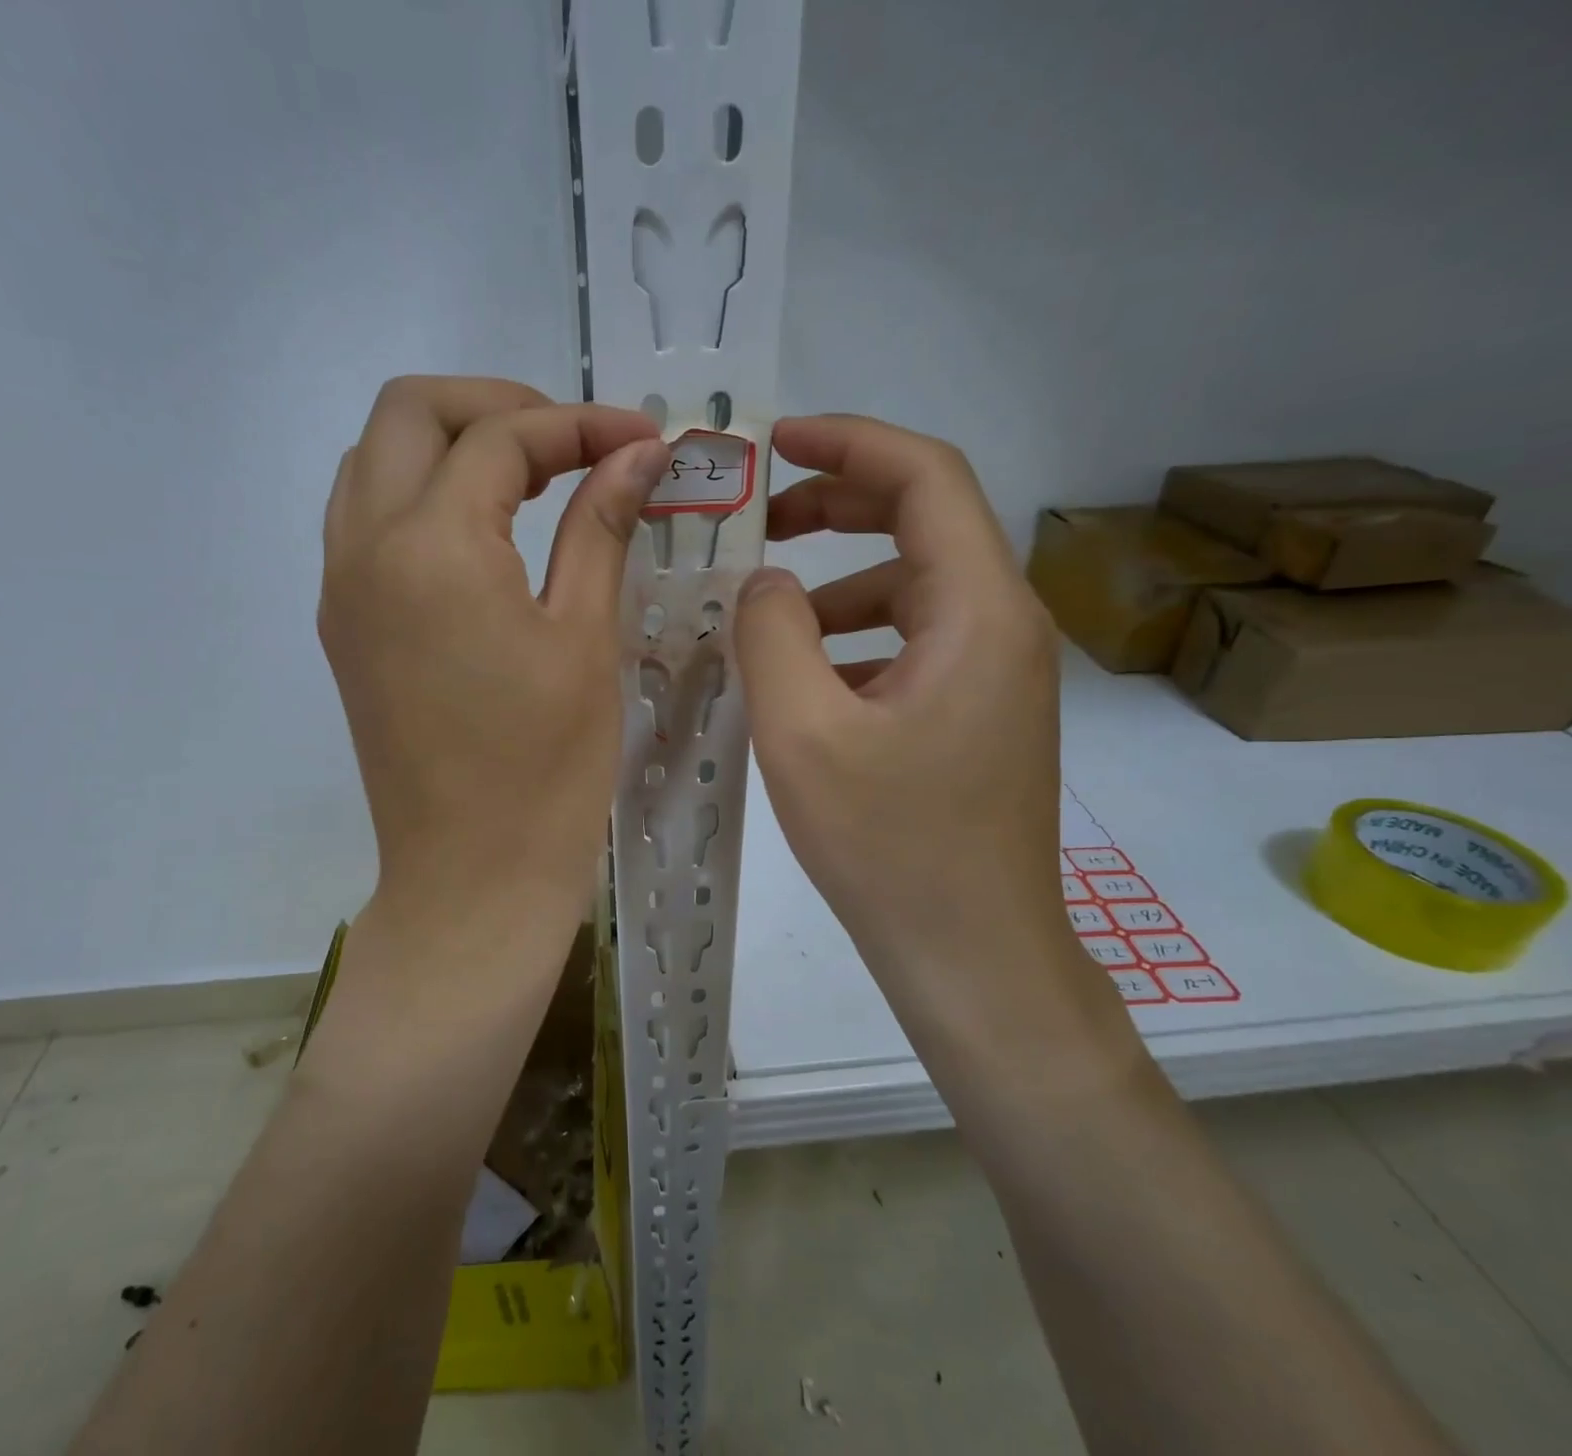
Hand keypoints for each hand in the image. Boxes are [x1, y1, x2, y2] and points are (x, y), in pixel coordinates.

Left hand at [320, 377, 666, 932]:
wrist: (471, 876)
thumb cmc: (546, 769)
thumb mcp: (584, 639)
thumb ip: (600, 527)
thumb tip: (635, 454)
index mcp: (432, 548)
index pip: (501, 439)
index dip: (580, 424)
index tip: (642, 439)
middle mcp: (365, 548)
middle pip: (410, 413)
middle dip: (496, 407)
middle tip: (572, 446)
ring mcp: (341, 587)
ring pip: (374, 459)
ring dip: (449, 445)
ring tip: (530, 481)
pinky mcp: (343, 625)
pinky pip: (365, 519)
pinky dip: (421, 494)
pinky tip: (483, 534)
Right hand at [735, 415, 1091, 1037]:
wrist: (971, 954)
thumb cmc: (890, 847)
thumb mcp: (803, 734)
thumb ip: (771, 634)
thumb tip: (766, 581)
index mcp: (978, 611)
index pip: (926, 478)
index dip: (849, 444)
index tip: (775, 441)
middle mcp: (1003, 625)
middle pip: (923, 522)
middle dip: (835, 506)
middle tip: (756, 519)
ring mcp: (994, 672)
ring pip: (913, 587)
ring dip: (839, 580)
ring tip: (765, 607)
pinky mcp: (976, 712)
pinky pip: (912, 641)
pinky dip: (854, 635)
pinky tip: (804, 673)